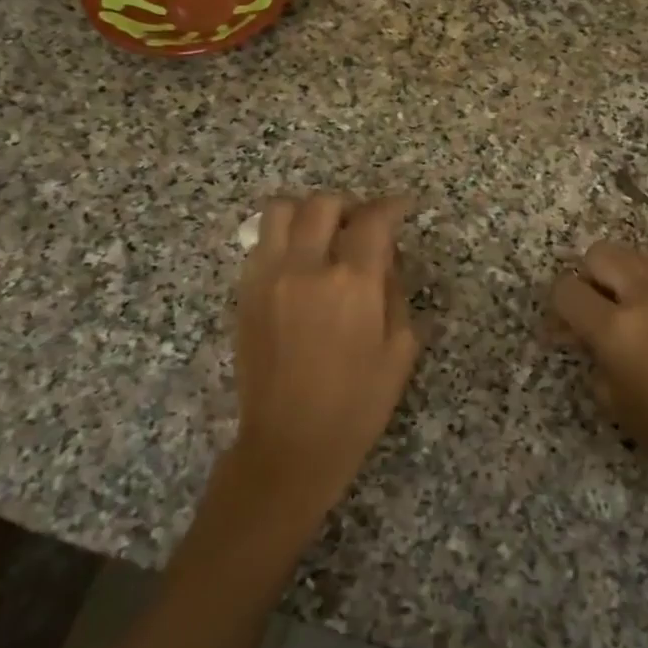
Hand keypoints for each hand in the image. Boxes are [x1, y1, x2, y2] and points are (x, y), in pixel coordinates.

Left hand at [232, 193, 420, 517]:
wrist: (291, 443)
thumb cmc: (358, 403)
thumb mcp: (401, 349)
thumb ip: (396, 292)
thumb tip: (385, 260)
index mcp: (353, 282)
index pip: (374, 220)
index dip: (393, 206)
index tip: (403, 208)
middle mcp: (305, 268)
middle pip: (322, 204)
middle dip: (349, 205)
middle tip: (362, 226)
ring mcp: (267, 278)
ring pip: (279, 212)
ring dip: (307, 213)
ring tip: (323, 236)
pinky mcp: (244, 294)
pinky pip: (260, 244)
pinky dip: (282, 240)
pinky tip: (299, 266)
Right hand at [550, 243, 647, 486]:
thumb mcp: (616, 402)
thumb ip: (593, 358)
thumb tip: (584, 337)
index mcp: (616, 328)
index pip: (567, 289)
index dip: (557, 307)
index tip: (563, 329)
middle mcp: (643, 296)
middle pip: (598, 254)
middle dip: (586, 277)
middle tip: (590, 311)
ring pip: (630, 256)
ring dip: (616, 276)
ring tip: (621, 312)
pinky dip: (642, 284)